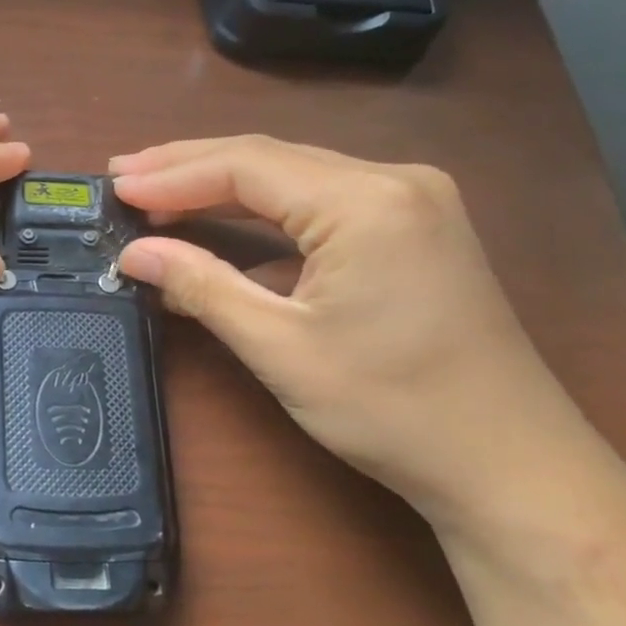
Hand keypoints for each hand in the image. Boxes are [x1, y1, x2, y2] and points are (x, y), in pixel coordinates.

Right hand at [110, 136, 605, 535]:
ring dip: (222, 186)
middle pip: (269, 158)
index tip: (115, 186)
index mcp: (366, 202)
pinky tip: (222, 222)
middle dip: (190, 167)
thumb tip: (133, 254)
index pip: (247, 167)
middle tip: (123, 174)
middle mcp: (394, 181)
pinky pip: (320, 201)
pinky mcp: (414, 228)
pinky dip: (263, 211)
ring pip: (294, 176)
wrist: (510, 467)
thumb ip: (202, 286)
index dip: (173, 175)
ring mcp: (411, 201)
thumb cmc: (392, 409)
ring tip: (156, 190)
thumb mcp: (281, 347)